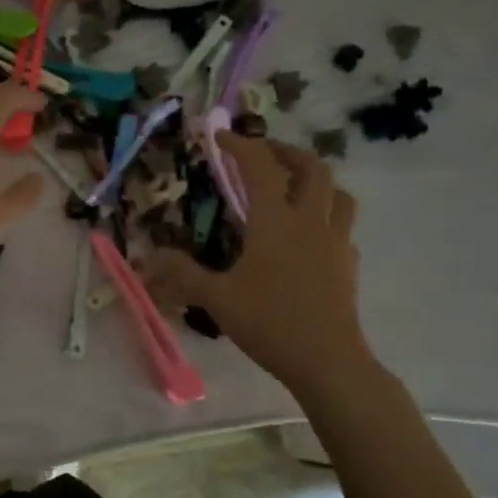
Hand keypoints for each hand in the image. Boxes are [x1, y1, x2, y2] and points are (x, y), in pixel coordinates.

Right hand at [146, 135, 371, 395]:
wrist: (328, 361)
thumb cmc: (269, 322)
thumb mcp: (216, 298)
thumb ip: (182, 273)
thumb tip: (150, 256)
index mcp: (276, 221)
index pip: (260, 167)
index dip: (240, 145)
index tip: (219, 136)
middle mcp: (310, 221)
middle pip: (312, 167)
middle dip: (285, 151)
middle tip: (261, 154)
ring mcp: (335, 241)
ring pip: (337, 192)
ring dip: (315, 179)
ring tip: (291, 185)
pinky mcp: (347, 263)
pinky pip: (341, 223)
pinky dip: (325, 213)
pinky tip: (307, 233)